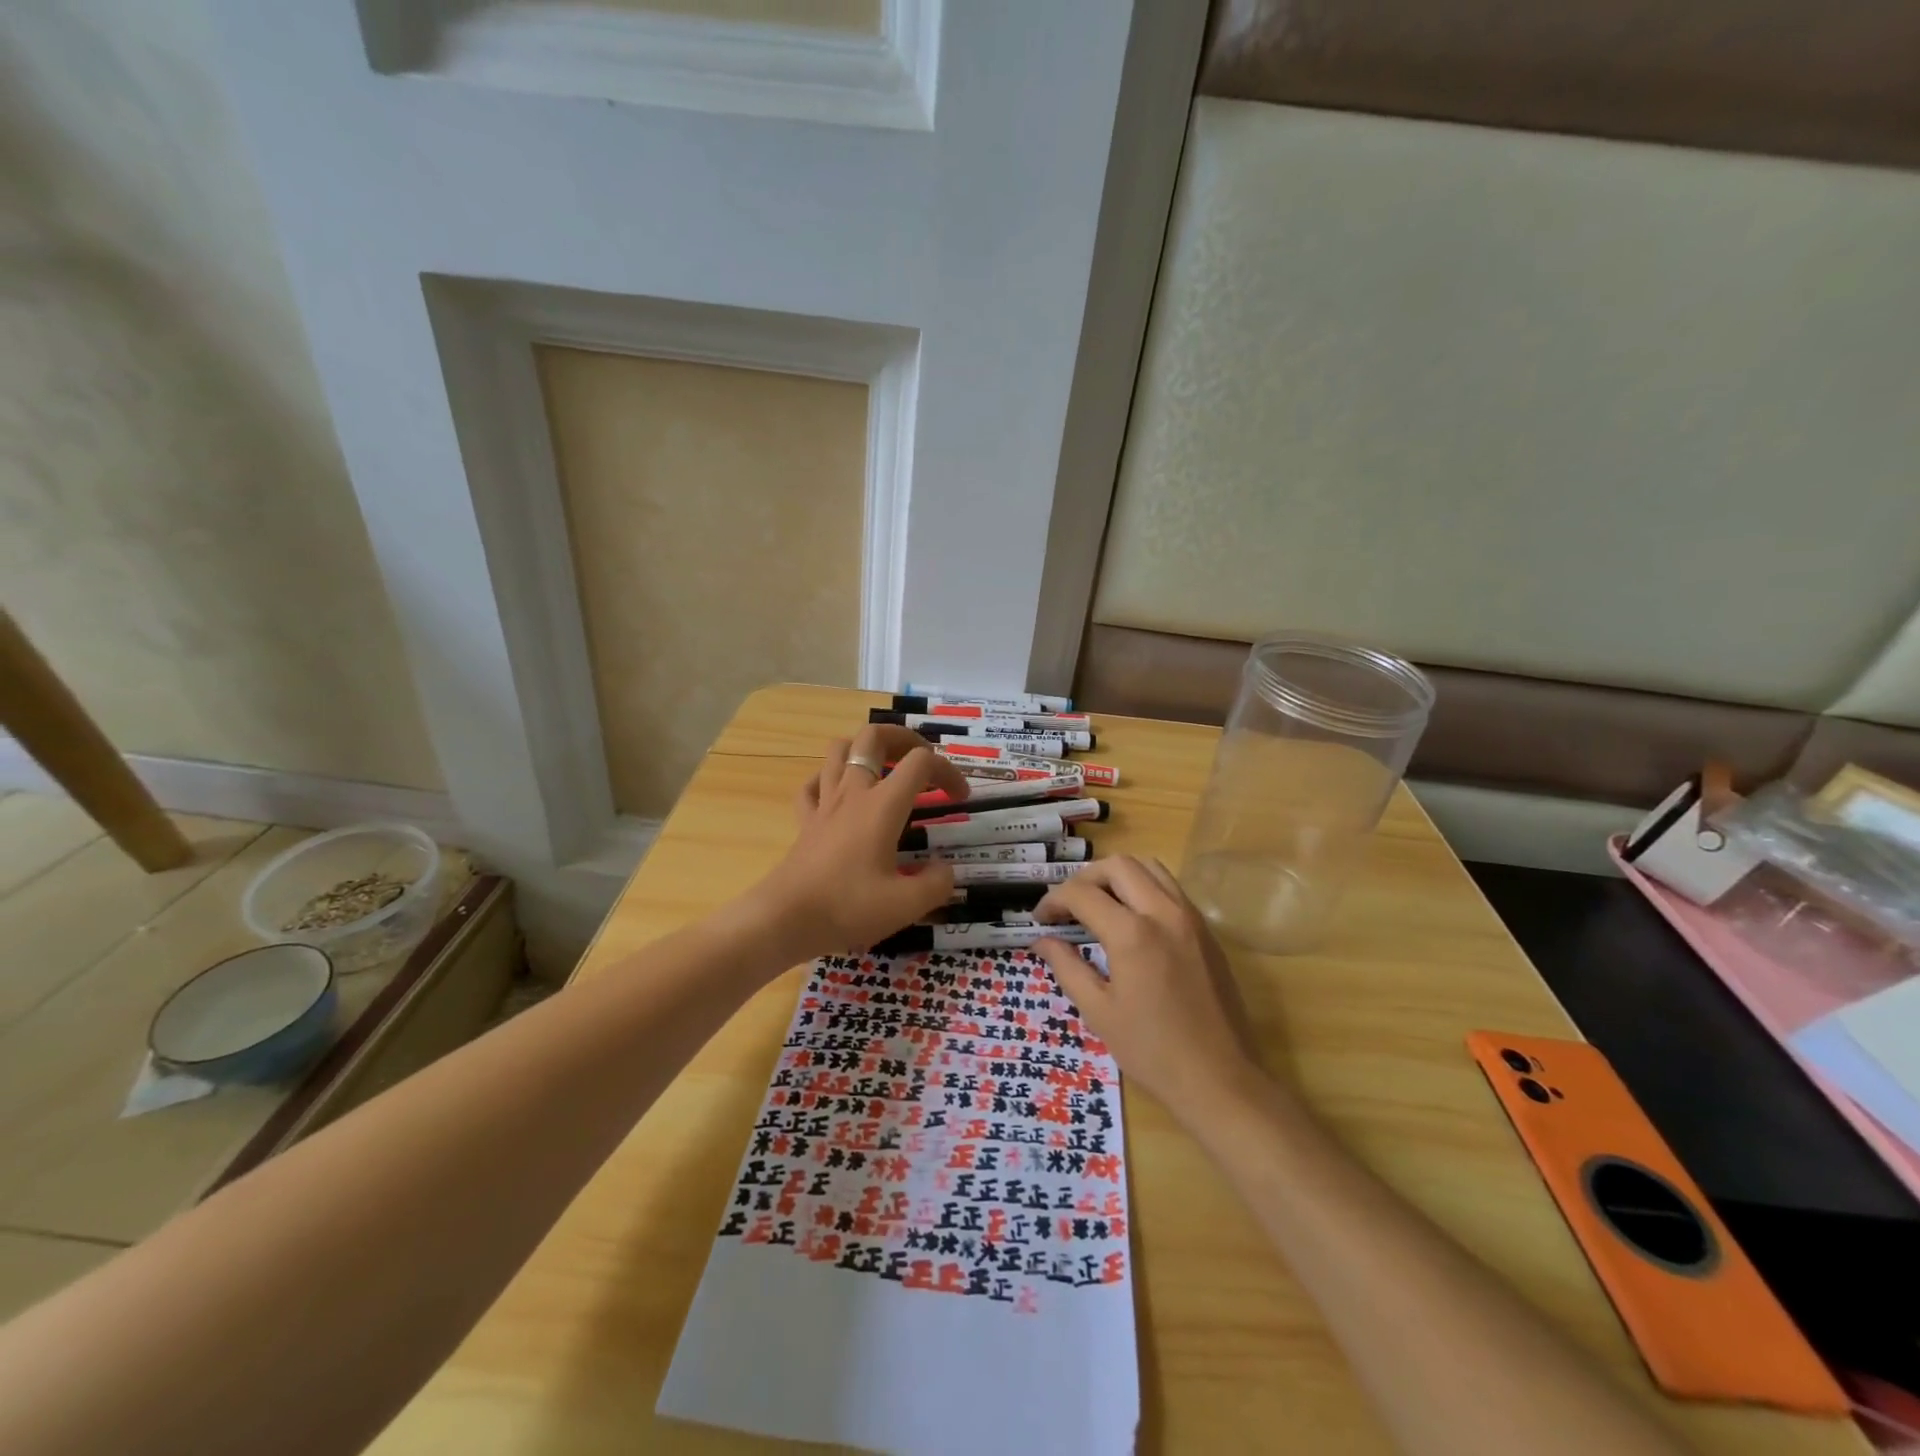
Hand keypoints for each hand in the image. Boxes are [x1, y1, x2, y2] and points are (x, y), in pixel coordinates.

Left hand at [752, 725, 970, 962]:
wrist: (784, 920)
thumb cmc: (847, 907)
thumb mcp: (906, 904)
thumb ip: (937, 884)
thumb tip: (945, 870)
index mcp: (883, 805)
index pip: (921, 762)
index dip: (948, 771)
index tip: (960, 798)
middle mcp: (853, 792)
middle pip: (873, 736)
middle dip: (903, 738)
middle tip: (921, 761)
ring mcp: (825, 803)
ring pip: (839, 750)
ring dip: (864, 750)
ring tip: (884, 770)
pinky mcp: (805, 821)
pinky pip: (813, 784)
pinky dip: (829, 780)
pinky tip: (841, 796)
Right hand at [1030, 856, 1264, 1124]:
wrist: (1220, 1079)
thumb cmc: (1152, 1051)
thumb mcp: (1099, 1012)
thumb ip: (1067, 967)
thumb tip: (1042, 940)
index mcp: (1133, 934)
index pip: (1082, 894)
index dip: (1053, 901)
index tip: (1040, 919)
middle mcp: (1164, 912)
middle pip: (1118, 866)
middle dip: (1085, 878)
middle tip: (1068, 907)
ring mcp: (1190, 918)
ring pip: (1149, 868)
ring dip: (1118, 877)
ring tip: (1099, 905)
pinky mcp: (1206, 930)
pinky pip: (1170, 889)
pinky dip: (1144, 889)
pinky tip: (1132, 921)